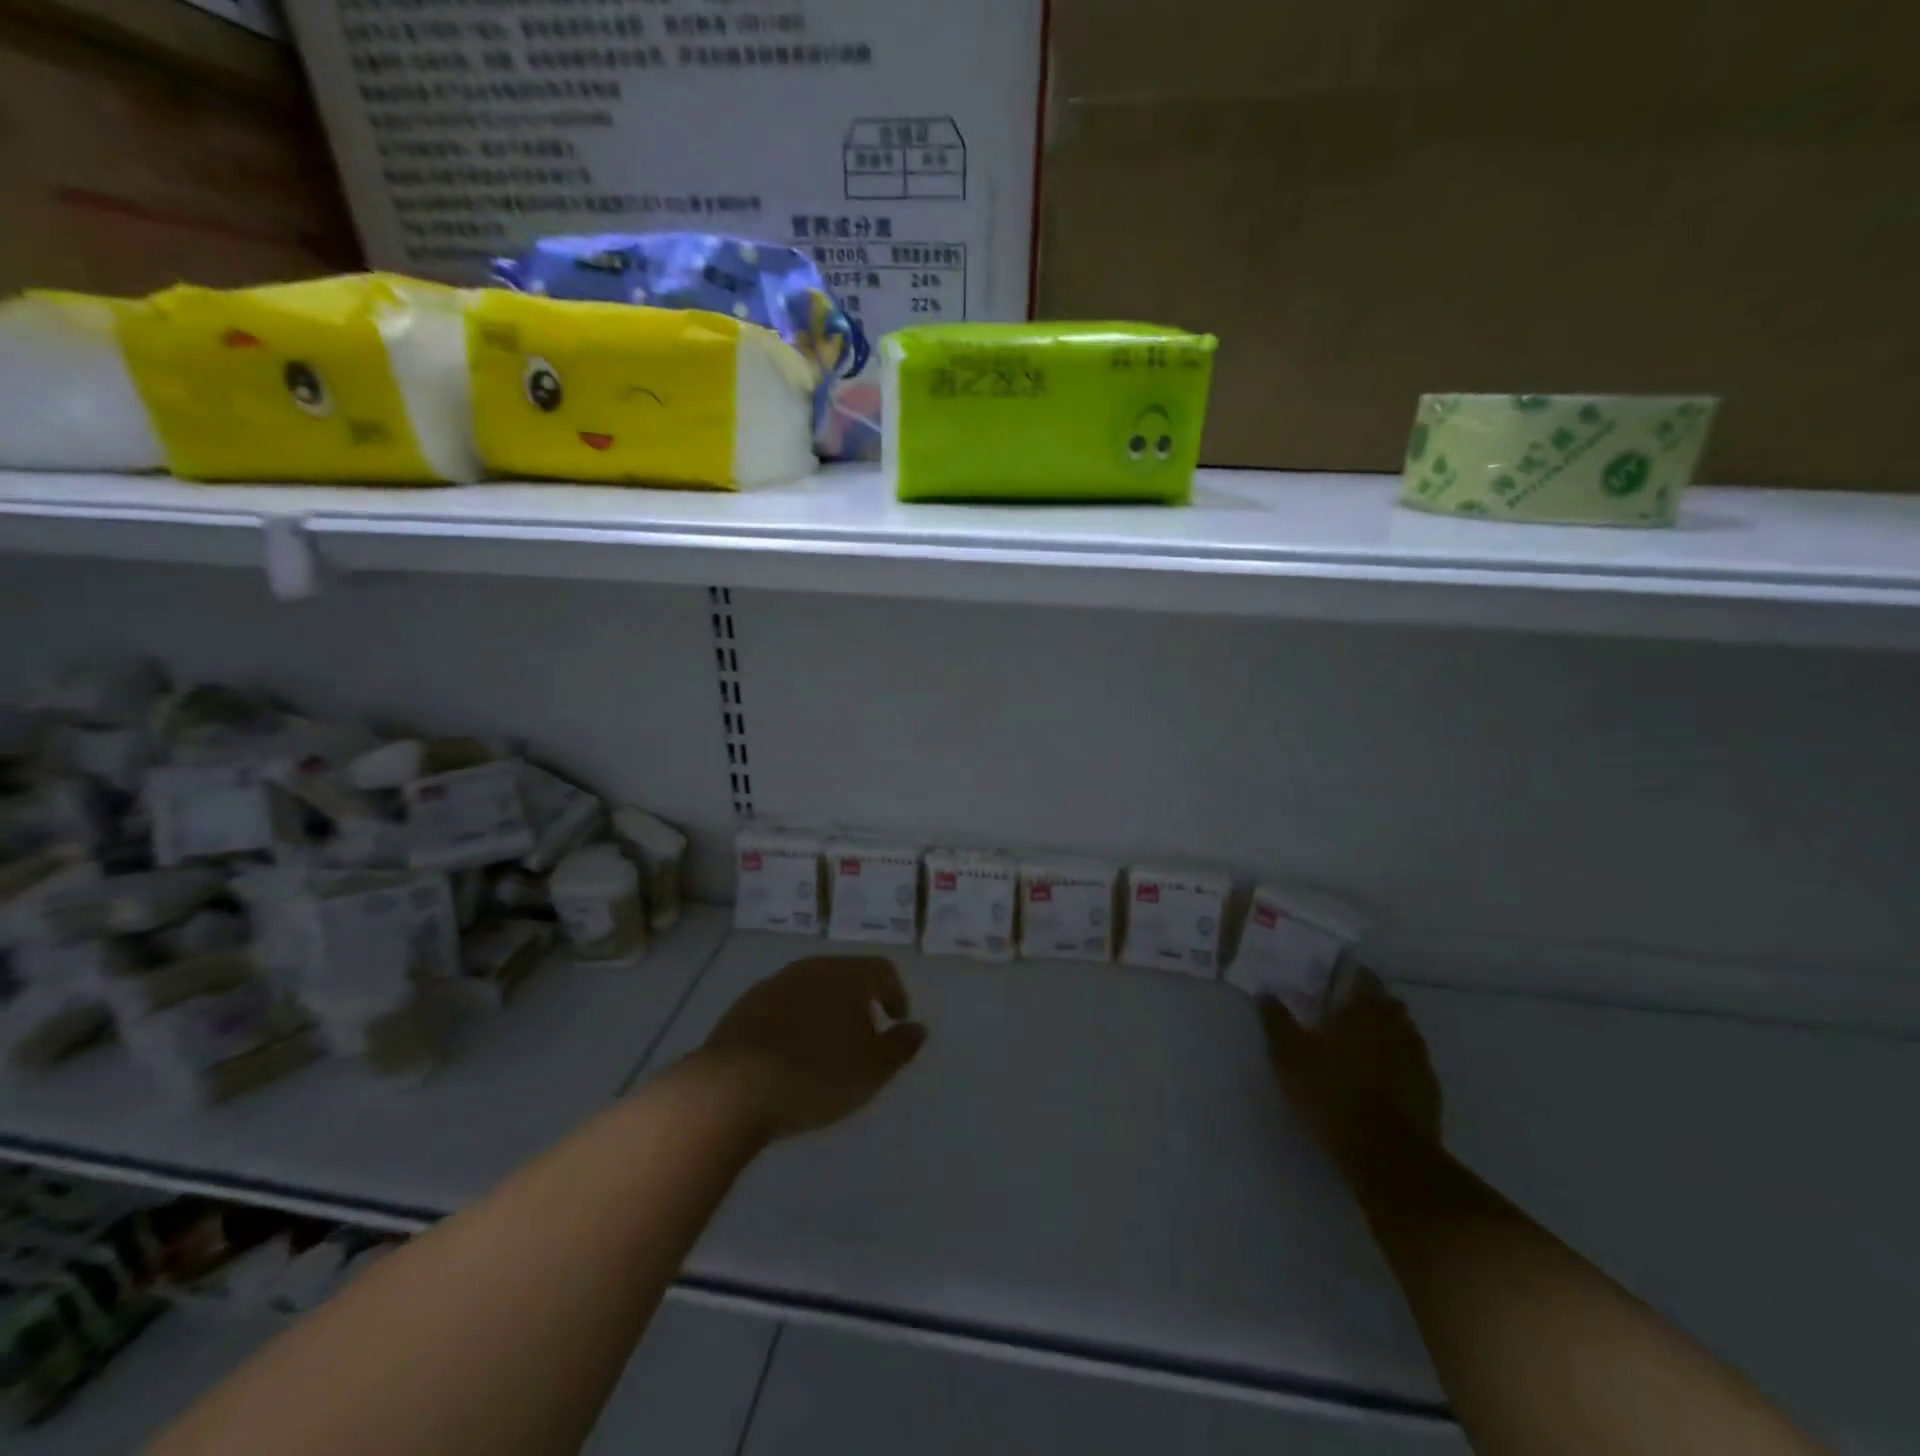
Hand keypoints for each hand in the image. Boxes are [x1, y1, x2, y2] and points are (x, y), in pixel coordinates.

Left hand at [698, 955, 926, 1144]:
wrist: (732, 1087)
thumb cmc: (816, 1074)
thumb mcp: (872, 1069)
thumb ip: (900, 1046)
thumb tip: (918, 1028)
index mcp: (847, 974)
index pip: (882, 970)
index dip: (896, 994)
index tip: (896, 1023)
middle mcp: (811, 968)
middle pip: (846, 975)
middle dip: (859, 1002)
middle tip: (864, 1037)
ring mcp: (773, 984)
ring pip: (811, 989)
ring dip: (824, 1012)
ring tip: (825, 1049)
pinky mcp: (743, 1007)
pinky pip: (781, 1007)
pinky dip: (794, 1023)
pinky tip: (788, 1055)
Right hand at [1260, 970, 1442, 1188]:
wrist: (1388, 1156)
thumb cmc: (1331, 1093)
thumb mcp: (1288, 1055)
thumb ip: (1277, 1021)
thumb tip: (1265, 994)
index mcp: (1364, 1009)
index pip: (1364, 978)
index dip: (1349, 977)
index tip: (1331, 984)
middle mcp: (1396, 1025)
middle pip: (1387, 1003)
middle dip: (1368, 1005)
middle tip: (1341, 1015)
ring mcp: (1418, 1058)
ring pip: (1401, 1033)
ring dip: (1384, 1034)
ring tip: (1357, 1048)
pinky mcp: (1430, 1091)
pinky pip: (1410, 1064)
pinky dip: (1396, 1064)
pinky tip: (1377, 1080)